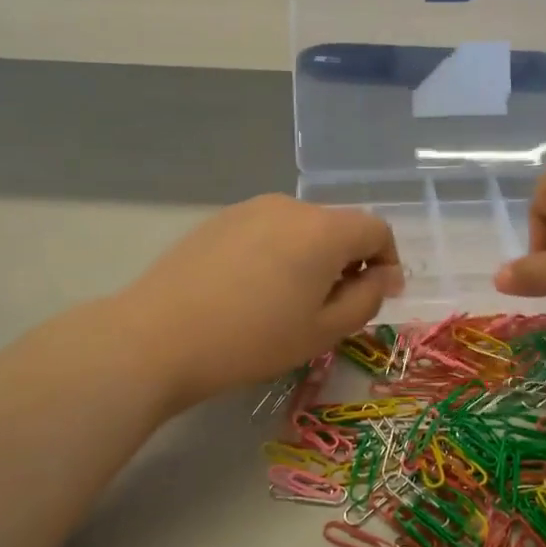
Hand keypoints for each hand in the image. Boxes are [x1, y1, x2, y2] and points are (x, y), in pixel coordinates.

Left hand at [114, 195, 401, 406]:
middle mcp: (290, 206)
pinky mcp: (219, 219)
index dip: (388, 261)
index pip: (377, 229)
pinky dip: (279, 253)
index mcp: (323, 230)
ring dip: (313, 257)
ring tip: (290, 301)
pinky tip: (253, 290)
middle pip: (339, 226)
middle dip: (349, 261)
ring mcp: (250, 208)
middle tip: (334, 307)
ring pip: (302, 228)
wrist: (158, 337)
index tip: (380, 296)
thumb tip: (386, 275)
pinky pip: (267, 230)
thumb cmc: (253, 340)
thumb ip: (368, 299)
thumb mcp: (324, 330)